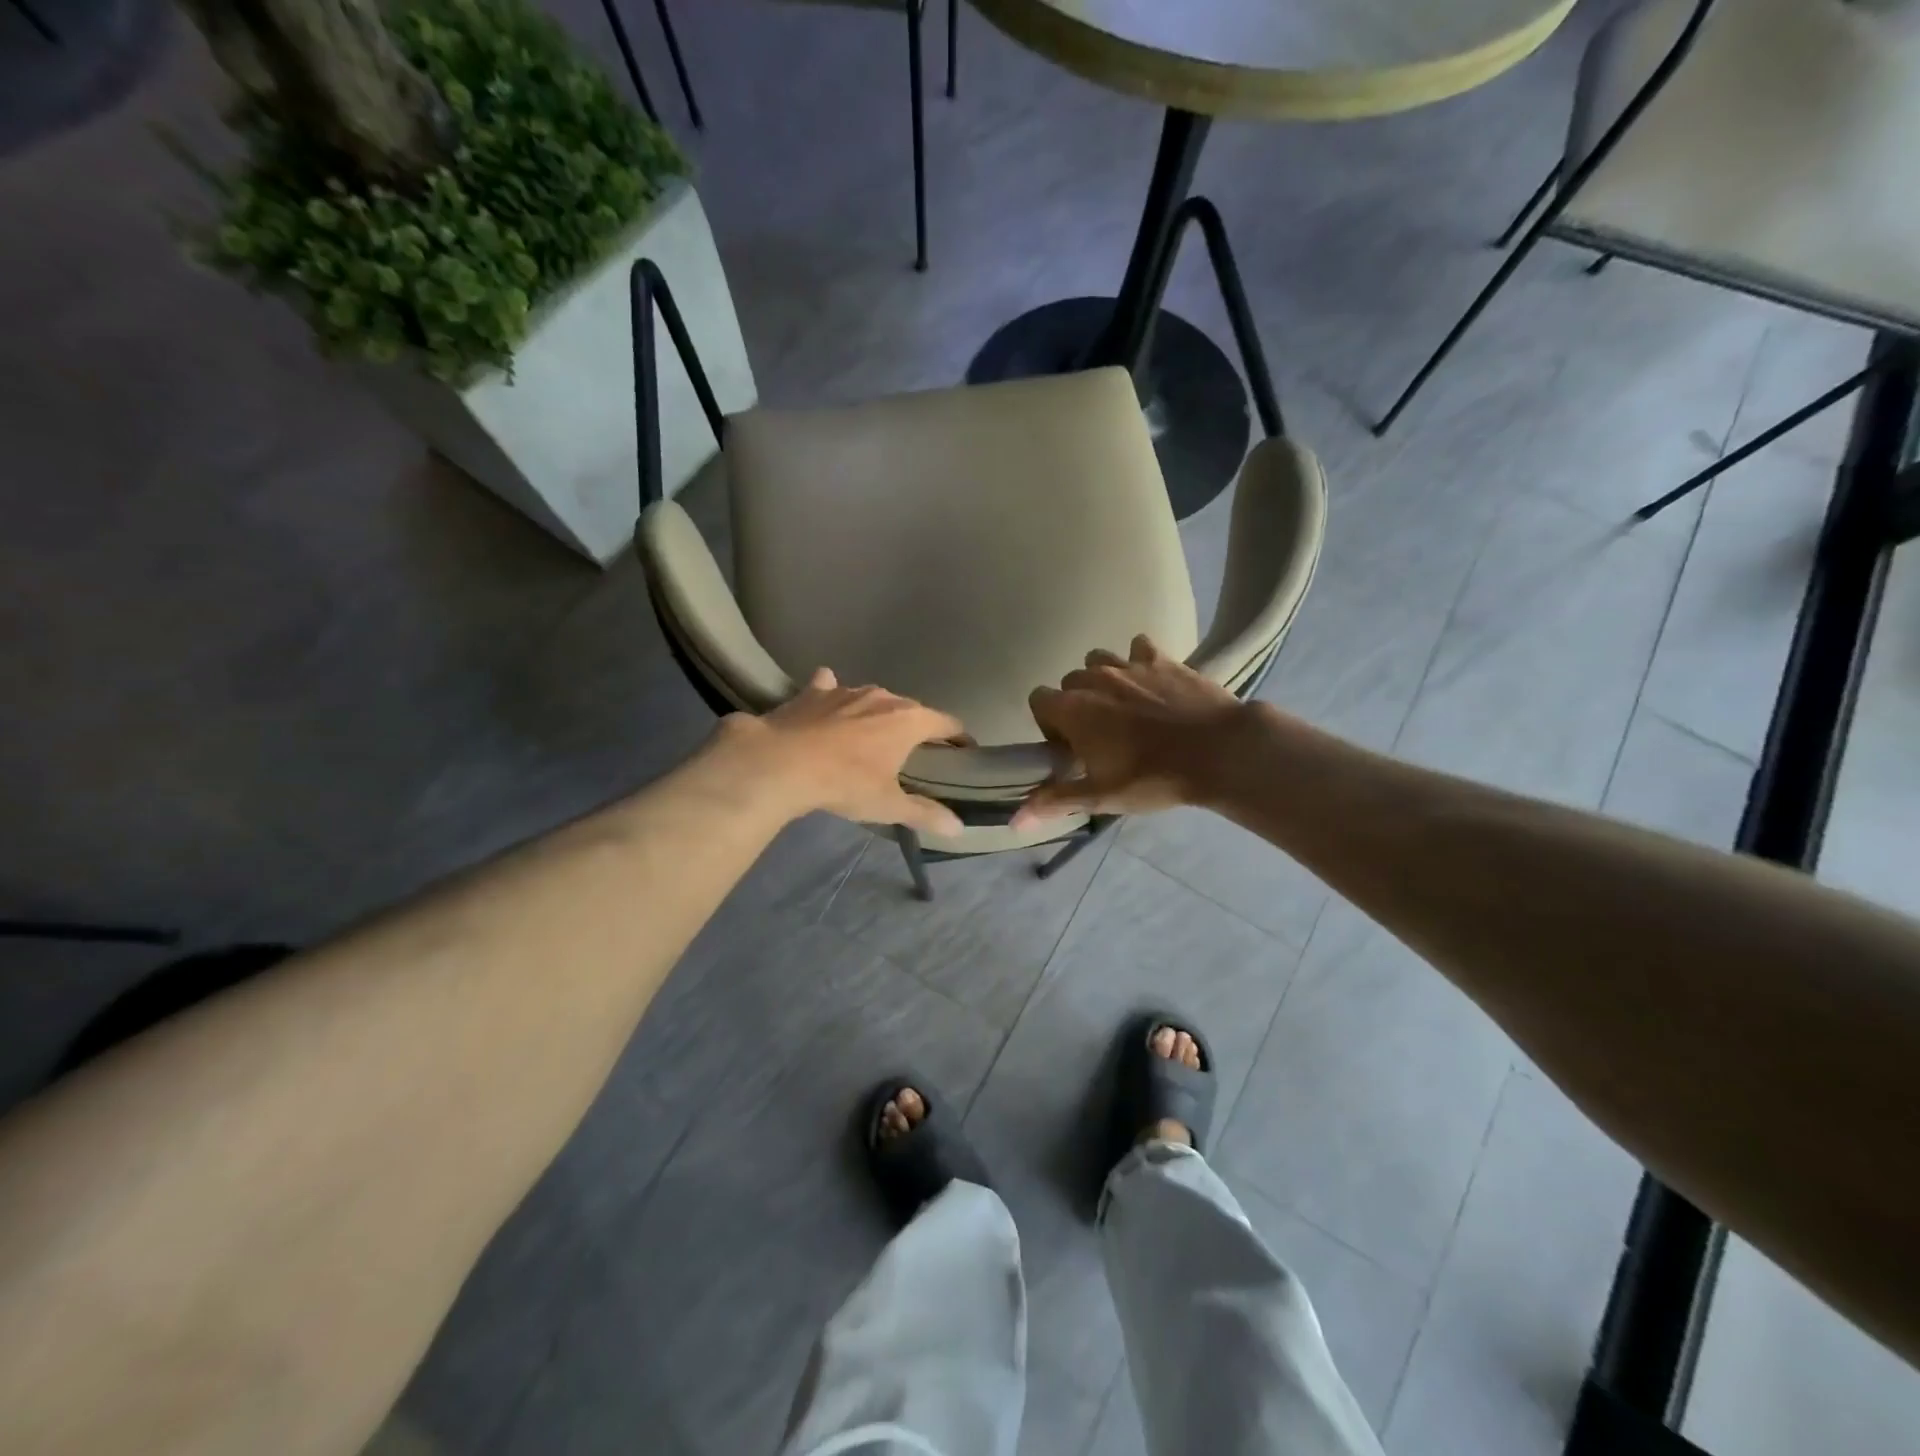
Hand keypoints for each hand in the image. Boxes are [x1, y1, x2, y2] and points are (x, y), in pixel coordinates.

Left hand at [712, 668, 966, 835]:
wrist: (781, 762)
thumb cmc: (845, 783)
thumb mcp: (887, 805)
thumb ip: (924, 814)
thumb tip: (958, 828)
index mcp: (909, 720)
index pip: (947, 723)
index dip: (958, 737)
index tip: (962, 750)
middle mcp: (883, 697)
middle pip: (910, 709)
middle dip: (915, 727)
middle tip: (913, 752)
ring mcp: (847, 690)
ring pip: (872, 698)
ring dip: (875, 713)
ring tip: (870, 734)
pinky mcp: (814, 692)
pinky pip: (829, 687)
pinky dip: (831, 693)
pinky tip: (827, 702)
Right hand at [1012, 636, 1248, 827]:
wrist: (1218, 751)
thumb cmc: (1152, 777)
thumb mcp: (1101, 796)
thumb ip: (1055, 801)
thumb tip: (1014, 821)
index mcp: (1073, 709)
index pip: (1038, 699)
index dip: (1048, 722)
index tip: (1069, 746)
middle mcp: (1094, 678)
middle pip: (1069, 681)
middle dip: (1076, 703)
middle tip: (1099, 733)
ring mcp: (1129, 664)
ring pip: (1099, 659)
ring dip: (1102, 678)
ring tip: (1123, 706)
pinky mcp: (1162, 658)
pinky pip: (1138, 647)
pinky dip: (1138, 661)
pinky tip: (1151, 683)